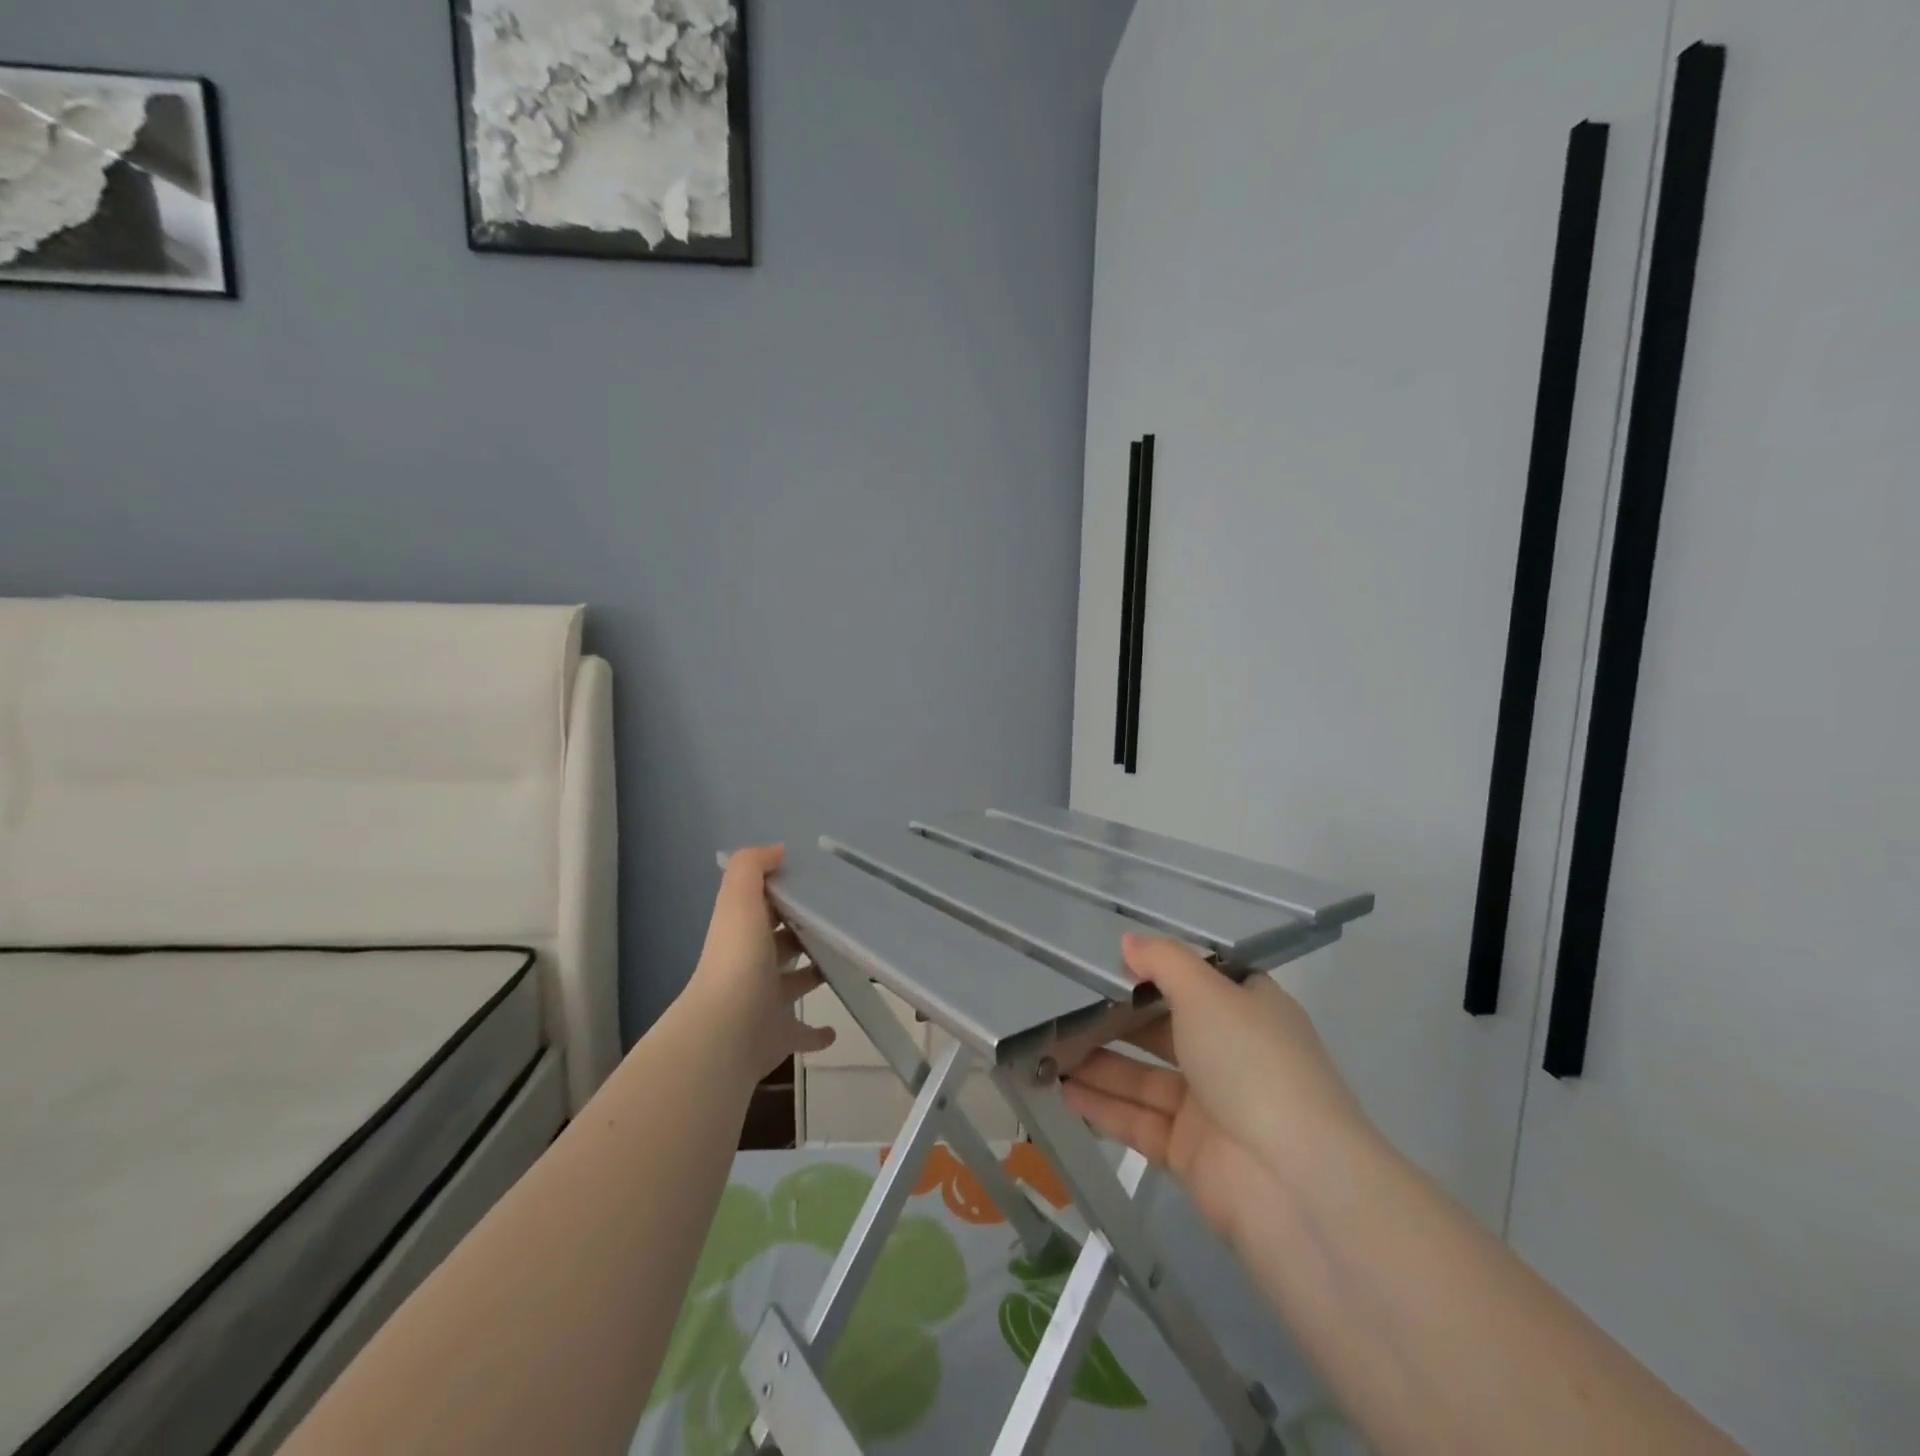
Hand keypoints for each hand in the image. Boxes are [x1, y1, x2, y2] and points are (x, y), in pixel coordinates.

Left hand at [687, 845, 835, 1082]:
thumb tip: (776, 850)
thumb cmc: (738, 960)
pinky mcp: (779, 1036)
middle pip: (780, 943)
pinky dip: (817, 1032)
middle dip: (802, 932)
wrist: (726, 1032)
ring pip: (792, 983)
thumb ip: (752, 867)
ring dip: (813, 973)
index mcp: (742, 932)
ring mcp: (764, 1003)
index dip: (784, 892)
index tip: (820, 882)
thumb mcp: (739, 900)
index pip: (763, 905)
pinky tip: (834, 1030)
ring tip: (844, 961)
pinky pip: (801, 1033)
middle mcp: (751, 965)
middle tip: (841, 920)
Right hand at [1062, 933, 1371, 1242]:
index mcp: (1249, 1012)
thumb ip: (1164, 962)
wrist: (1292, 1184)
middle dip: (1116, 1020)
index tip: (1109, 960)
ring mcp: (1209, 1107)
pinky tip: (1061, 1089)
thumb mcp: (1208, 993)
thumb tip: (1128, 942)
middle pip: (1163, 1030)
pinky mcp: (1187, 1152)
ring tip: (1049, 1047)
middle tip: (1062, 1005)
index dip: (1158, 970)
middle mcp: (1230, 1055)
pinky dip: (1102, 1105)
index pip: (1200, 982)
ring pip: (1143, 1077)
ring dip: (1099, 1064)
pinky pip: (1136, 1120)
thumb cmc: (1253, 1064)